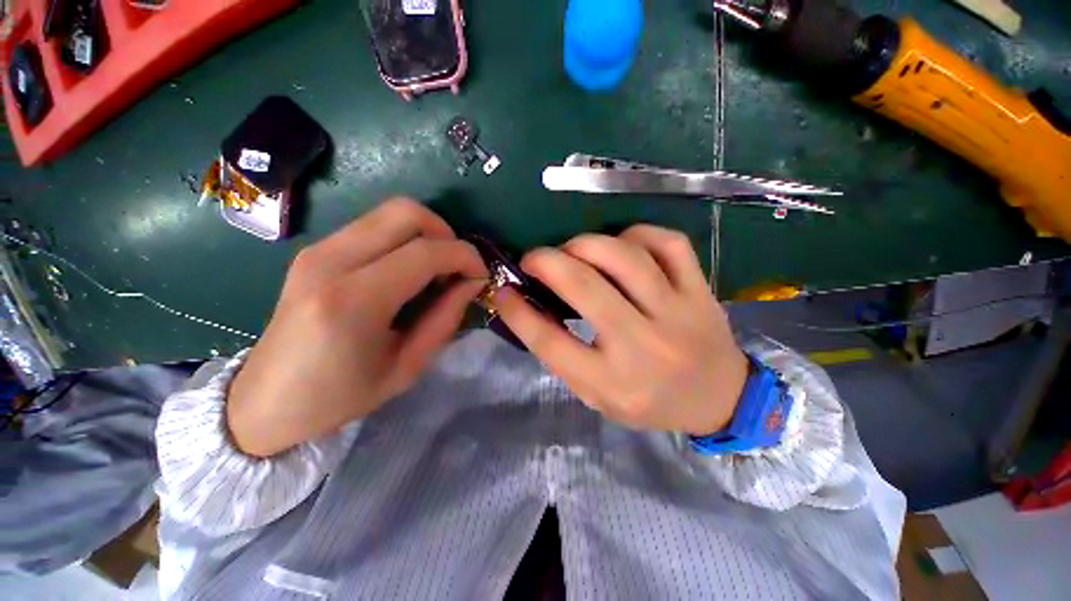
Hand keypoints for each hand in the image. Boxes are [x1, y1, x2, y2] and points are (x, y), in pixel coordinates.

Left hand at [227, 198, 487, 456]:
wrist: (265, 401)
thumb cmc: (339, 396)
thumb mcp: (407, 366)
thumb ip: (446, 318)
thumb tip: (473, 282)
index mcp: (353, 300)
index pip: (426, 251)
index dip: (465, 256)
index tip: (481, 275)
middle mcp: (330, 261)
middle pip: (406, 212)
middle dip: (447, 233)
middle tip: (457, 267)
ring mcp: (317, 250)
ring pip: (390, 212)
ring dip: (427, 234)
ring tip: (436, 270)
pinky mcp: (315, 250)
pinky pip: (374, 226)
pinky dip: (404, 238)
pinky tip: (408, 270)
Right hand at [495, 225, 747, 434]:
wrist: (722, 399)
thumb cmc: (651, 402)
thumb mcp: (598, 395)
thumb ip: (563, 356)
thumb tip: (529, 308)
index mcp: (613, 382)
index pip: (551, 342)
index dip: (518, 312)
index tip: (502, 291)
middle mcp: (643, 345)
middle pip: (584, 287)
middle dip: (547, 262)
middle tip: (533, 258)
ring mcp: (677, 312)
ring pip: (625, 257)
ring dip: (586, 244)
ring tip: (573, 251)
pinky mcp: (700, 290)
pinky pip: (668, 244)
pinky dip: (636, 234)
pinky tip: (622, 244)